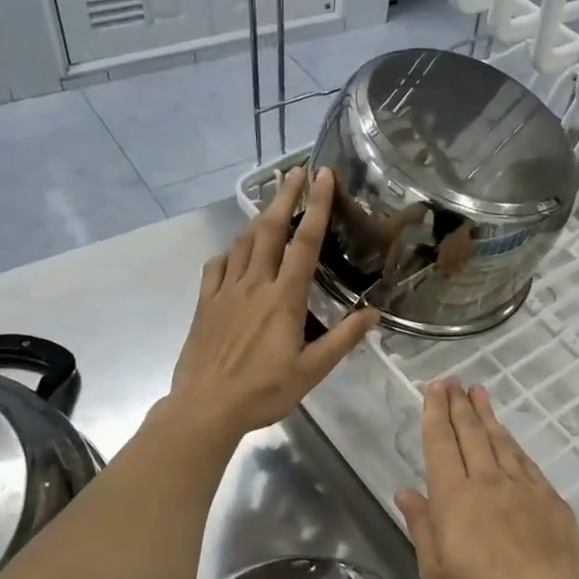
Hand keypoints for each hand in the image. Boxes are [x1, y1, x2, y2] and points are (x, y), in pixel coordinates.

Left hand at [168, 167, 377, 440]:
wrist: (205, 408)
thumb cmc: (263, 391)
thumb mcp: (312, 371)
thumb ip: (343, 340)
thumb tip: (374, 314)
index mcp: (283, 298)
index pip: (304, 243)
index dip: (316, 207)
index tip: (322, 177)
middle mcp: (254, 285)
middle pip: (270, 230)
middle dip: (284, 196)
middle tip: (295, 170)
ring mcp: (225, 292)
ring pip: (242, 244)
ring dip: (259, 218)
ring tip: (272, 204)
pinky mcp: (205, 304)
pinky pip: (216, 266)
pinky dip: (229, 252)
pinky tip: (235, 253)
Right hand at [396, 380, 578, 578]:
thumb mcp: (437, 573)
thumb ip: (423, 526)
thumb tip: (407, 492)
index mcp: (455, 497)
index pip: (441, 444)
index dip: (436, 413)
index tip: (436, 388)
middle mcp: (488, 481)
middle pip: (471, 433)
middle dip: (460, 404)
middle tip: (454, 381)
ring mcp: (523, 488)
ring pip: (501, 441)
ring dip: (488, 415)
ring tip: (479, 393)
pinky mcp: (551, 500)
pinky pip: (526, 461)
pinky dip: (513, 443)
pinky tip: (509, 437)